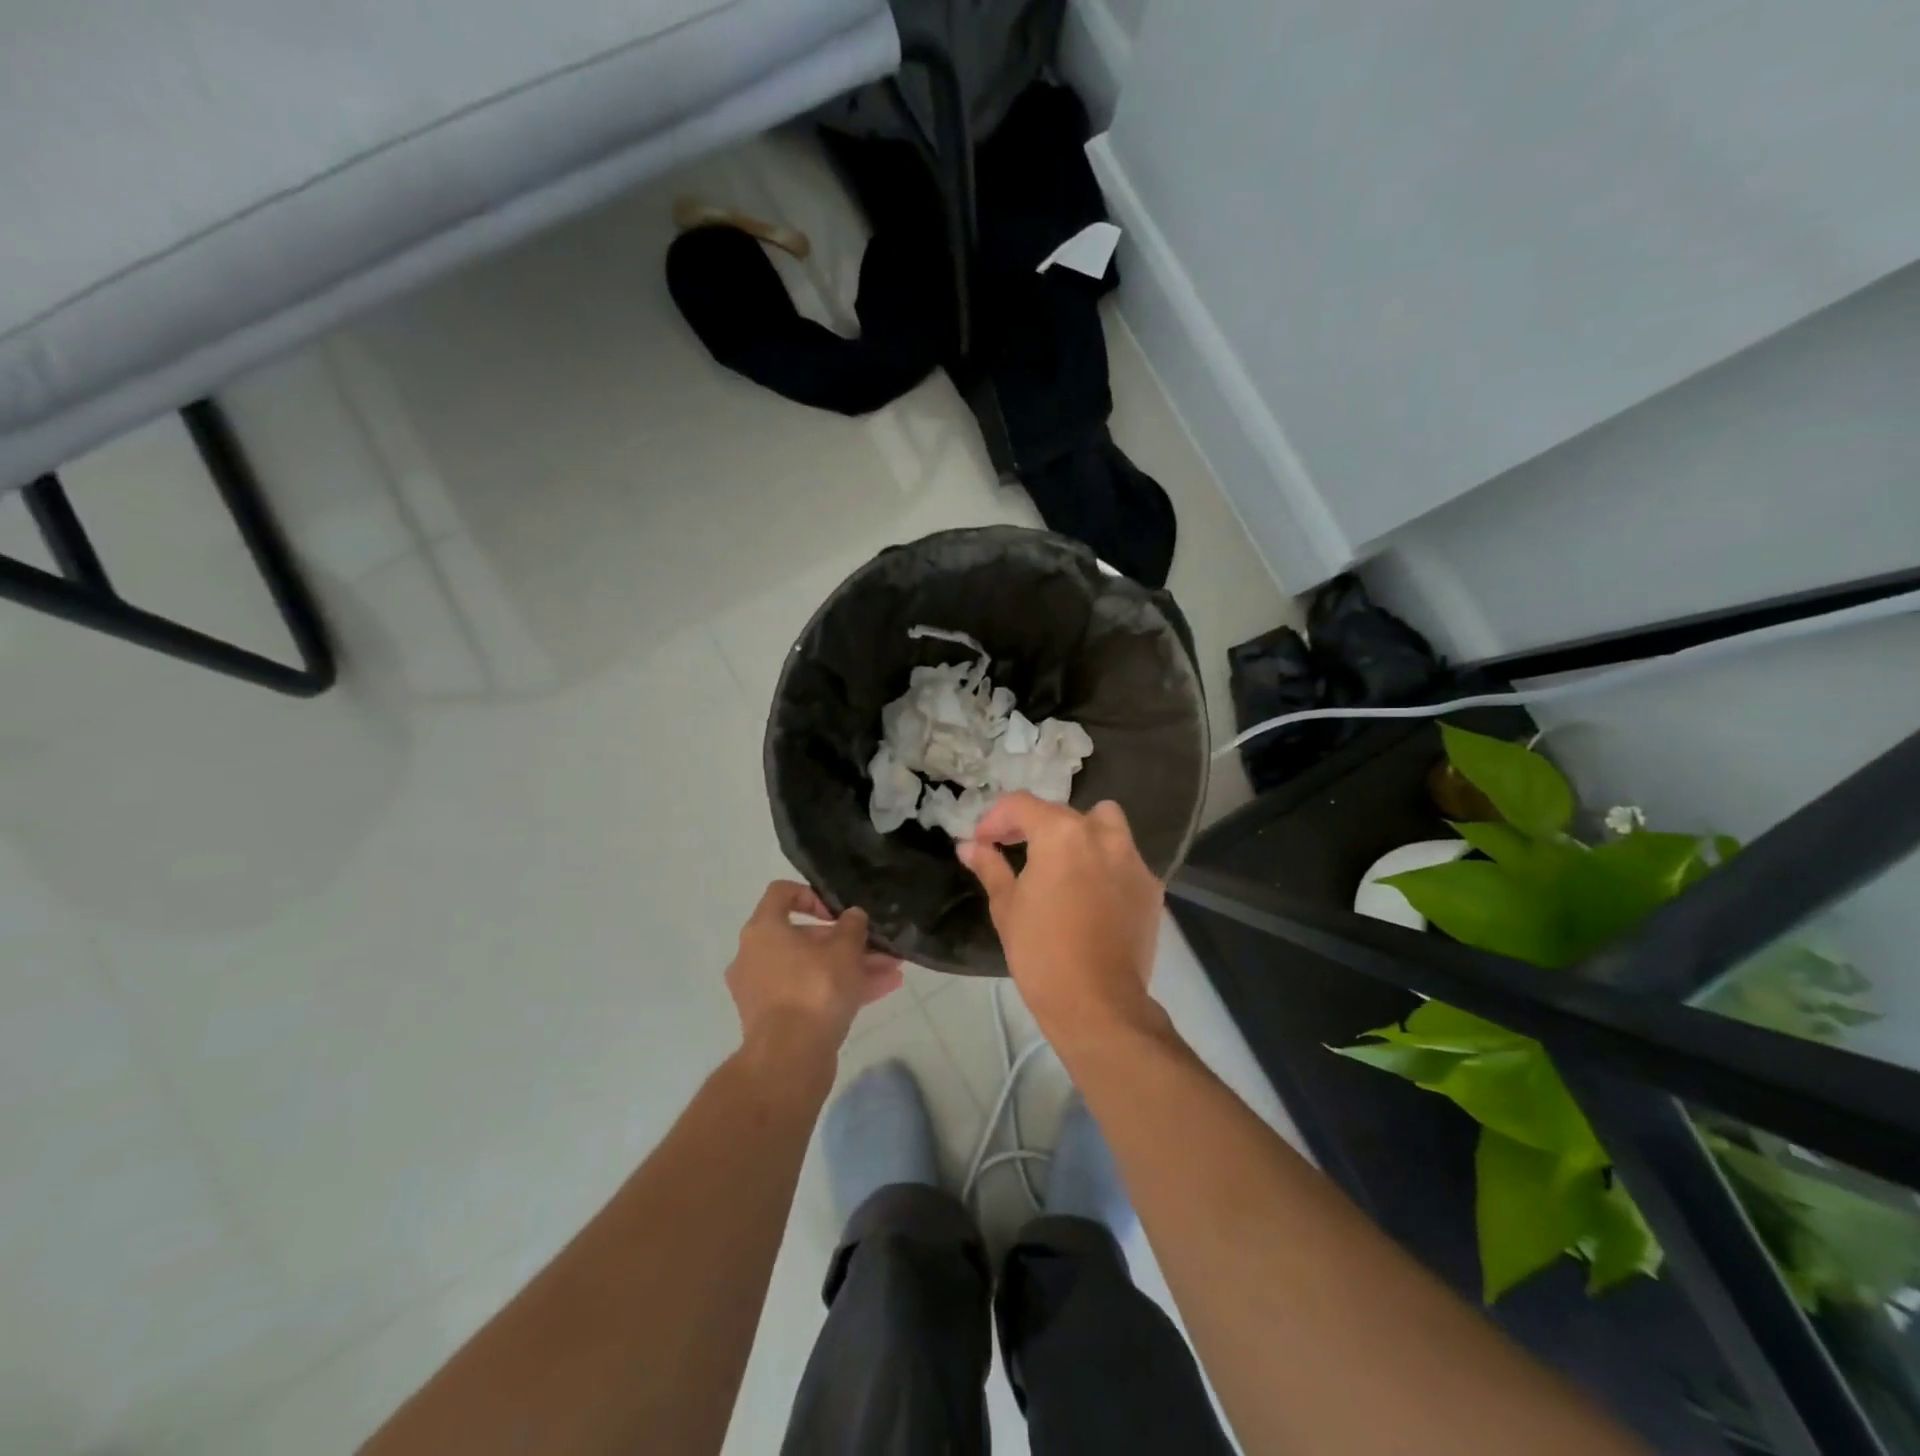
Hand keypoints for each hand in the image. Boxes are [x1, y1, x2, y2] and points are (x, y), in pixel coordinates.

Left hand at [726, 882, 903, 1063]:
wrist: (789, 1059)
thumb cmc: (814, 989)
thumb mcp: (844, 950)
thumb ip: (852, 927)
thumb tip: (853, 915)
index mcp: (763, 930)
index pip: (782, 894)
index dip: (813, 895)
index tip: (838, 912)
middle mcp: (755, 956)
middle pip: (804, 937)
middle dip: (847, 941)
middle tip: (877, 946)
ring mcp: (763, 991)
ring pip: (813, 969)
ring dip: (852, 967)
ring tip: (892, 969)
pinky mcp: (775, 1020)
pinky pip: (810, 994)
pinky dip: (841, 990)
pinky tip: (883, 990)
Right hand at [958, 794, 1163, 1045]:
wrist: (1098, 1004)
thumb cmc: (1041, 953)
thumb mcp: (1006, 907)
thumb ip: (990, 867)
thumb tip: (969, 847)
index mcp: (1061, 834)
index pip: (1022, 805)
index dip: (995, 818)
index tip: (982, 841)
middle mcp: (1102, 835)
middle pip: (1063, 813)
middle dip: (1034, 826)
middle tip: (1014, 850)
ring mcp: (1132, 860)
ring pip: (1105, 825)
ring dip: (1080, 833)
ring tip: (1062, 863)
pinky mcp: (1151, 887)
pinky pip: (1125, 859)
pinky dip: (1105, 864)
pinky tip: (1091, 894)